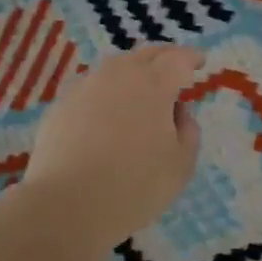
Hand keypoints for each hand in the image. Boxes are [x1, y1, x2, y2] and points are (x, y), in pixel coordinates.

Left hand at [21, 45, 203, 248]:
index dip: (191, 58)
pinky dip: (106, 93)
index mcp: (154, 84)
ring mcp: (86, 87)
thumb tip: (178, 112)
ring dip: (133, 72)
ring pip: (116, 68)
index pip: (178, 59)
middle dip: (164, 58)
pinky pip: (92, 88)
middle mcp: (120, 75)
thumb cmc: (134, 186)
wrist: (65, 205)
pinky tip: (106, 113)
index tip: (200, 62)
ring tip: (140, 90)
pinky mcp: (61, 105)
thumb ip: (188, 131)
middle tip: (174, 70)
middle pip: (146, 55)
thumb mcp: (181, 165)